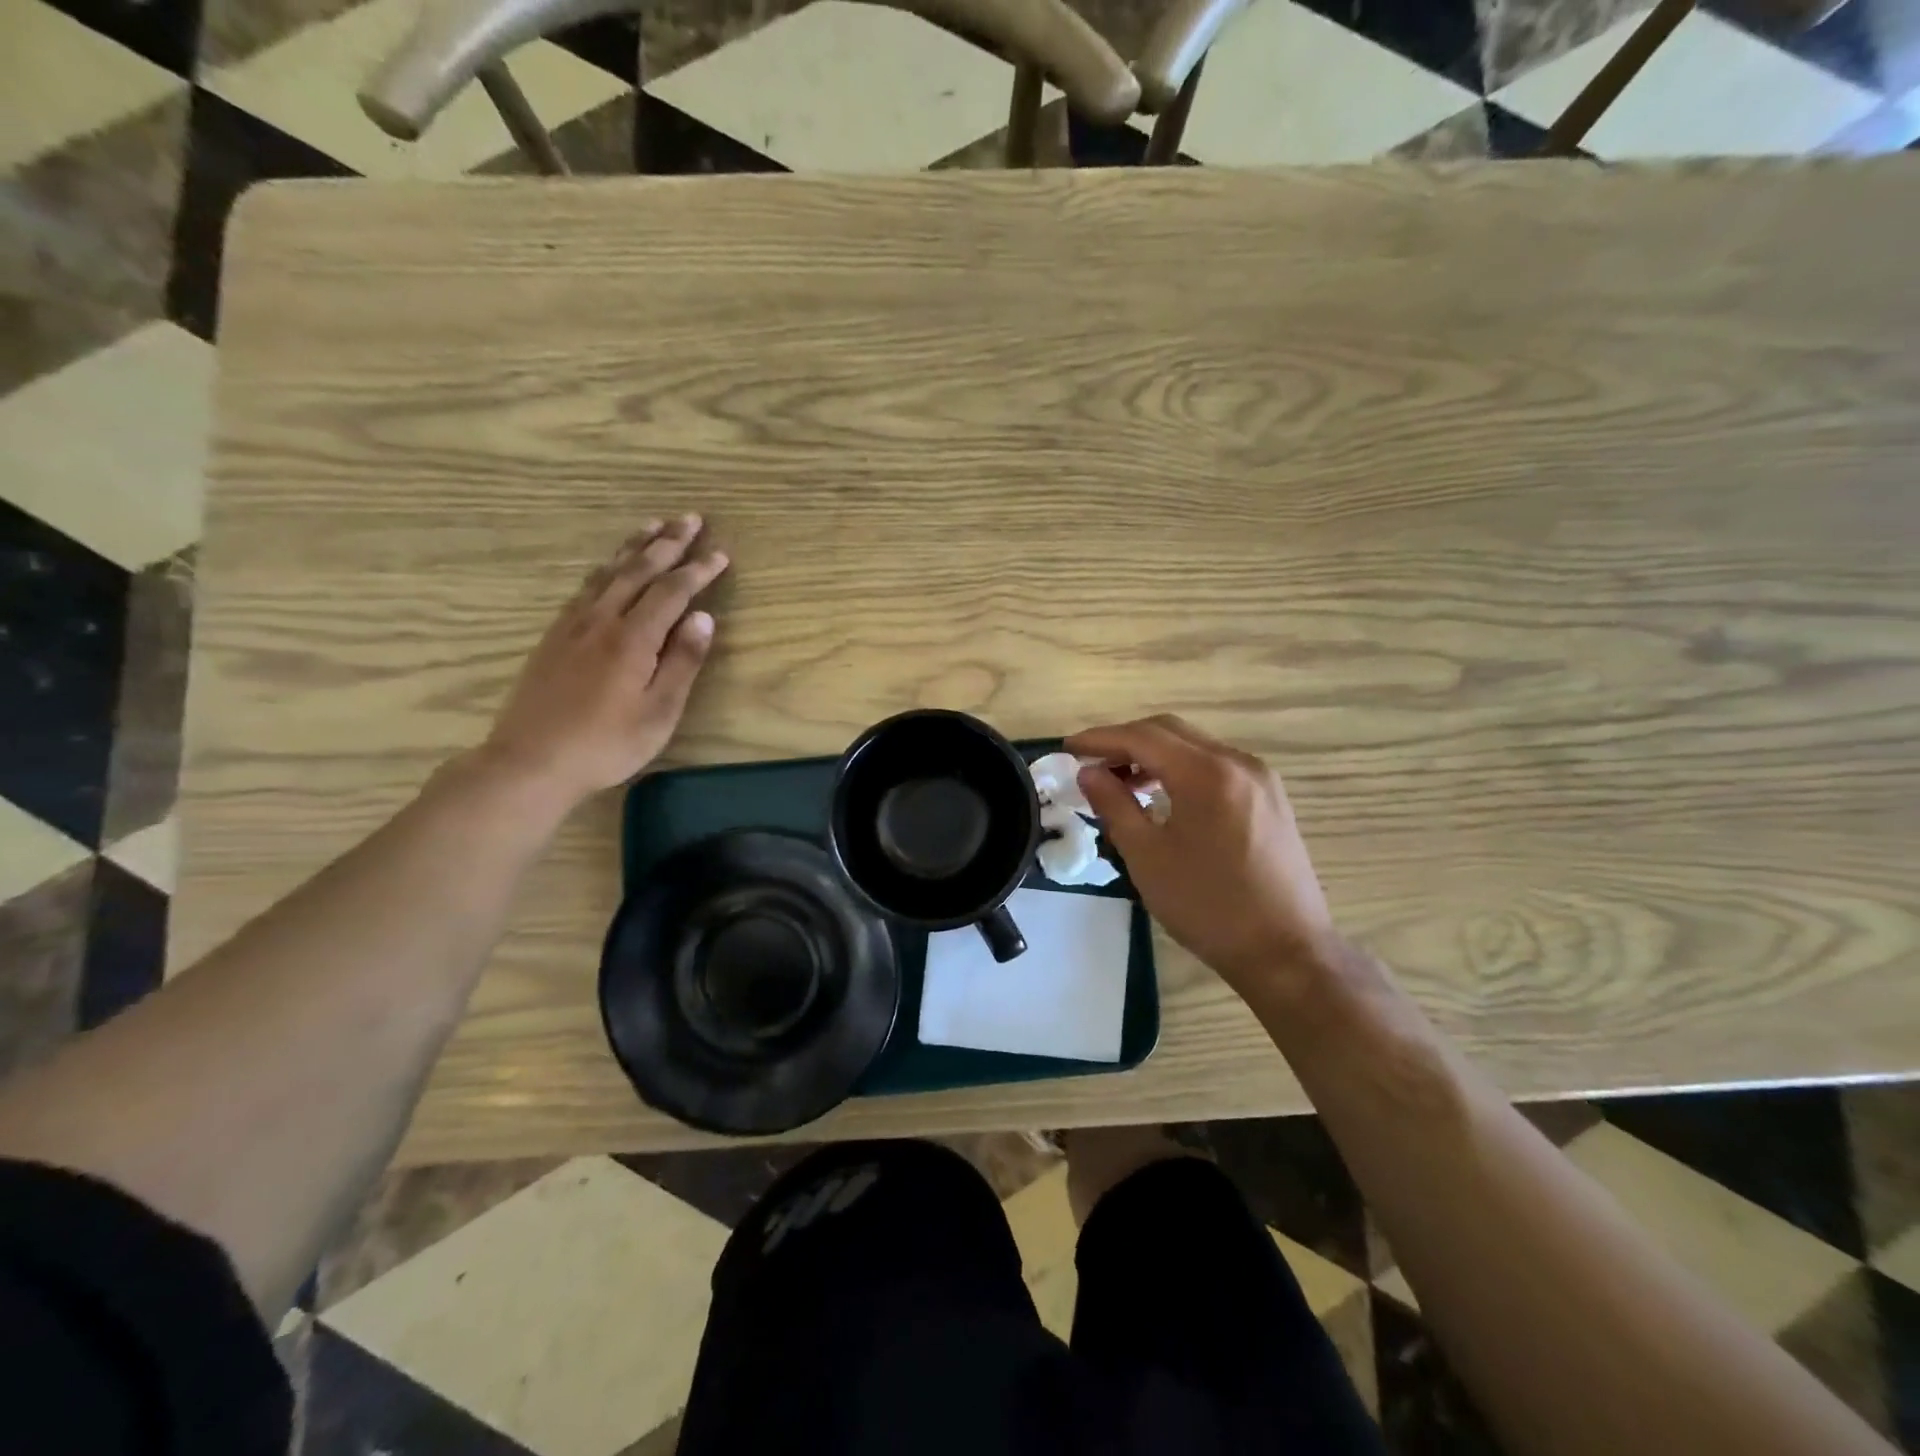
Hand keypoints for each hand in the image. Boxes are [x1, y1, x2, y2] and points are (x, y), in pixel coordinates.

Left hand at [479, 517, 727, 808]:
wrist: (530, 761)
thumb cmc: (606, 744)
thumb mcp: (658, 712)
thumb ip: (682, 662)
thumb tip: (704, 618)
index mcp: (632, 639)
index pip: (672, 592)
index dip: (697, 571)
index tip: (721, 554)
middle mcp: (602, 620)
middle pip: (638, 570)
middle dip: (667, 543)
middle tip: (690, 518)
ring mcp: (573, 625)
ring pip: (608, 573)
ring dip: (633, 547)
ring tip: (653, 526)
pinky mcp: (554, 635)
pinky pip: (585, 587)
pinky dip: (605, 568)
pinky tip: (609, 567)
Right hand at [1067, 715, 1335, 996]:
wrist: (1286, 952)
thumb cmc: (1208, 906)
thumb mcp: (1147, 857)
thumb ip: (1114, 805)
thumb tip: (1089, 773)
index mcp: (1206, 773)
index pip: (1142, 737)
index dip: (1100, 739)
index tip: (1068, 748)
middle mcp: (1237, 762)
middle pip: (1170, 732)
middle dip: (1125, 742)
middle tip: (1091, 765)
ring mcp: (1260, 779)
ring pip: (1194, 747)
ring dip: (1153, 756)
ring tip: (1120, 784)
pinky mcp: (1270, 798)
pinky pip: (1215, 767)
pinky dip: (1181, 770)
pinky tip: (1162, 797)